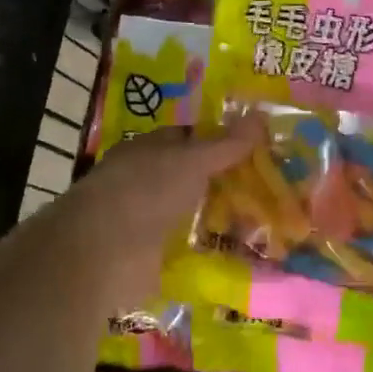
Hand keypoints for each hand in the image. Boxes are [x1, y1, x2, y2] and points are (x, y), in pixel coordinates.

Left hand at [47, 119, 264, 307]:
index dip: (218, 141)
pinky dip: (209, 249)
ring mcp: (146, 220)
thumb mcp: (191, 160)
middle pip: (191, 177)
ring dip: (219, 217)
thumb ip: (225, 145)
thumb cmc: (145, 190)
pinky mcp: (151, 255)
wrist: (105, 252)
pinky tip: (239, 253)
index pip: (186, 138)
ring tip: (263, 222)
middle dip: (223, 182)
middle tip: (268, 186)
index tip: (255, 149)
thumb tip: (260, 116)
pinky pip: (188, 247)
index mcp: (146, 150)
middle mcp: (144, 182)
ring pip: (191, 213)